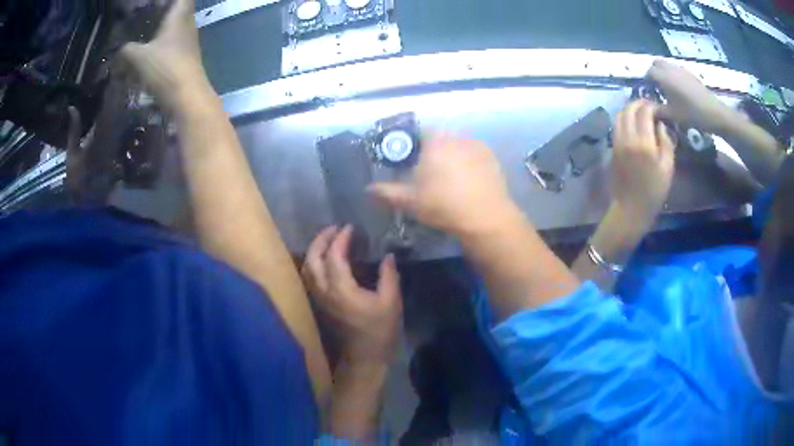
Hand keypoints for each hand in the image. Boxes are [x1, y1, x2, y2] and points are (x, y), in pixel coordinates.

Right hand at [119, 0, 209, 111]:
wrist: (186, 95)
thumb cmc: (164, 67)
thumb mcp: (139, 57)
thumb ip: (127, 51)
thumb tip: (118, 52)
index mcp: (180, 16)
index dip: (168, 0)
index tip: (153, 3)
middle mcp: (187, 25)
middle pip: (177, 12)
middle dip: (161, 14)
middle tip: (143, 18)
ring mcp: (188, 42)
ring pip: (173, 30)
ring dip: (159, 33)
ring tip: (140, 38)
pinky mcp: (185, 58)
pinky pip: (171, 47)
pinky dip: (159, 49)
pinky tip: (145, 59)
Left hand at [302, 225, 402, 364]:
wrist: (363, 358)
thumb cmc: (379, 331)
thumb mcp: (391, 302)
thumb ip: (389, 276)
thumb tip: (388, 256)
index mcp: (341, 289)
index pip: (334, 256)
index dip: (341, 239)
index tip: (350, 227)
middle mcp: (324, 291)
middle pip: (313, 259)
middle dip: (321, 239)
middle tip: (334, 228)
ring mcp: (318, 299)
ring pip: (307, 268)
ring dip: (314, 250)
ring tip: (327, 240)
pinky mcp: (318, 305)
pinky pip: (309, 277)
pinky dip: (313, 263)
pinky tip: (323, 260)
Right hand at [368, 132, 516, 236]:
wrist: (486, 218)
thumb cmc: (444, 206)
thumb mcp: (411, 201)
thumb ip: (387, 192)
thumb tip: (368, 189)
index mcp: (434, 142)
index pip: (418, 133)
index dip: (412, 146)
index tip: (411, 163)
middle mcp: (456, 137)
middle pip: (439, 139)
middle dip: (433, 152)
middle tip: (429, 174)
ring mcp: (477, 146)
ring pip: (458, 146)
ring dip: (452, 156)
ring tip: (451, 179)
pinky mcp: (492, 158)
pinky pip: (474, 155)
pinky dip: (469, 163)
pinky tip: (469, 182)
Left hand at [612, 100, 675, 226]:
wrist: (631, 207)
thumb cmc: (654, 190)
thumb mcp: (667, 168)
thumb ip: (665, 142)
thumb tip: (660, 124)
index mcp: (643, 142)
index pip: (644, 112)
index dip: (652, 105)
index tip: (660, 108)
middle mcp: (627, 138)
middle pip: (629, 109)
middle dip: (639, 103)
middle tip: (650, 106)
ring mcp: (617, 142)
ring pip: (619, 116)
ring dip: (630, 109)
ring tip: (641, 112)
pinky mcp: (612, 148)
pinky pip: (616, 126)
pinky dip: (624, 119)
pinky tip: (633, 123)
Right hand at [647, 59, 733, 132]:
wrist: (714, 112)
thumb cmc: (691, 114)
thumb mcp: (672, 115)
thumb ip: (657, 110)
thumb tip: (648, 108)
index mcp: (663, 77)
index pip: (648, 73)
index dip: (647, 82)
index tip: (649, 93)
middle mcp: (670, 69)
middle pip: (656, 64)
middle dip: (654, 73)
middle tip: (657, 88)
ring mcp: (681, 69)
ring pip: (667, 66)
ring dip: (664, 74)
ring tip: (669, 91)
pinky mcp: (690, 74)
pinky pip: (677, 71)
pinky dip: (674, 77)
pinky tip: (680, 92)